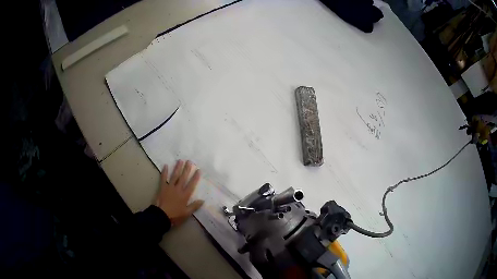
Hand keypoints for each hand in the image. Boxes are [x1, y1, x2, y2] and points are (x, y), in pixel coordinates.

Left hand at [155, 160, 203, 225]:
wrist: (161, 215)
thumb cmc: (175, 215)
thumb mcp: (187, 213)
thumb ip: (194, 206)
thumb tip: (203, 200)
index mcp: (185, 195)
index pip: (191, 184)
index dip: (195, 177)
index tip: (198, 170)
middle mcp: (178, 189)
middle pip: (183, 177)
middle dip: (187, 169)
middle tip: (189, 161)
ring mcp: (170, 187)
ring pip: (174, 176)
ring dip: (177, 168)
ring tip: (180, 160)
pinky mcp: (162, 187)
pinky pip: (163, 178)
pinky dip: (164, 172)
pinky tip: (165, 165)